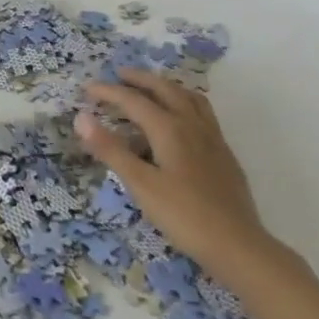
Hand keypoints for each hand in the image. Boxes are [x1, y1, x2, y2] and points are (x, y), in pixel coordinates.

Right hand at [75, 69, 274, 276]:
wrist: (237, 244)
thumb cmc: (183, 215)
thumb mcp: (140, 184)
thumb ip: (111, 150)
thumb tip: (81, 118)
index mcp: (169, 128)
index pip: (133, 101)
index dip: (109, 92)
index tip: (87, 88)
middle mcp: (192, 124)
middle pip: (164, 89)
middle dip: (140, 79)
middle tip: (119, 75)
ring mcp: (212, 137)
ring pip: (188, 97)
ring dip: (166, 86)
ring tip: (152, 88)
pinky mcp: (223, 152)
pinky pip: (202, 112)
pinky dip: (184, 102)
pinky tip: (182, 120)